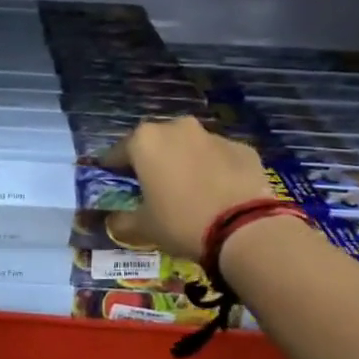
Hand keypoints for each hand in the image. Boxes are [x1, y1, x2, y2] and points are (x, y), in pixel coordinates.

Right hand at [111, 116, 274, 259]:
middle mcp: (177, 128)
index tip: (113, 180)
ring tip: (188, 189)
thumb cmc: (181, 222)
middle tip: (152, 185)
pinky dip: (214, 169)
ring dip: (184, 161)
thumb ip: (121, 220)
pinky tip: (217, 192)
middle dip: (152, 160)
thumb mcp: (143, 227)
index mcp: (145, 141)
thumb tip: (111, 221)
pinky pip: (218, 156)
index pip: (118, 152)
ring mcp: (213, 135)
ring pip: (189, 146)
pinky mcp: (243, 148)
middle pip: (156, 142)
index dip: (113, 168)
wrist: (246, 229)